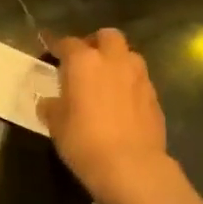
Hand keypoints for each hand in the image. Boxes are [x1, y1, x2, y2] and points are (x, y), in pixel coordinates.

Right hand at [35, 29, 178, 203]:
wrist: (131, 167)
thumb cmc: (83, 140)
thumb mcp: (55, 123)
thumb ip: (52, 105)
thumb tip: (51, 102)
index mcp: (83, 62)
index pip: (66, 43)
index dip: (54, 44)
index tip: (48, 47)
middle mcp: (113, 61)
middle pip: (107, 36)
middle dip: (95, 43)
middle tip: (84, 60)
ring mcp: (139, 77)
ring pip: (128, 55)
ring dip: (116, 61)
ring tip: (105, 79)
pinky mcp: (155, 97)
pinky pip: (139, 80)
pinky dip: (128, 84)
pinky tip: (120, 103)